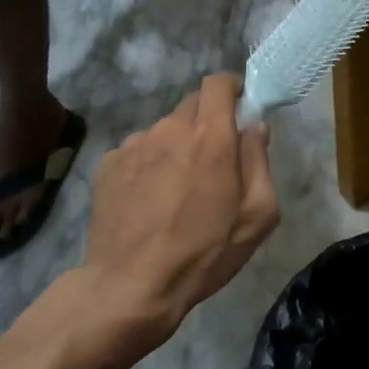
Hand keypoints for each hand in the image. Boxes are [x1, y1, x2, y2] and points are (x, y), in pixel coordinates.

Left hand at [77, 74, 278, 355]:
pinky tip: (150, 200)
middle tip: (215, 160)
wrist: (132, 285)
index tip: (241, 108)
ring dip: (178, 145)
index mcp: (211, 137)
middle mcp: (170, 129)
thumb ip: (260, 161)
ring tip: (178, 188)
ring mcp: (134, 145)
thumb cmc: (205, 252)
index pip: (218, 83)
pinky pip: (138, 151)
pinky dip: (150, 164)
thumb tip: (255, 126)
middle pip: (193, 104)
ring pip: (165, 130)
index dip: (232, 89)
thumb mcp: (257, 215)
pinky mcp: (108, 164)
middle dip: (209, 122)